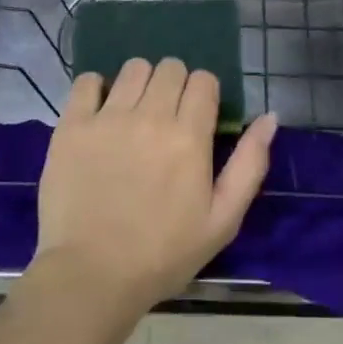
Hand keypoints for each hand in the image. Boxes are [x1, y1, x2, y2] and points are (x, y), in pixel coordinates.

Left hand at [33, 58, 277, 313]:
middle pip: (170, 67)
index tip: (197, 117)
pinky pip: (88, 80)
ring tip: (134, 113)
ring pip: (133, 67)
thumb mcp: (222, 220)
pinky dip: (97, 89)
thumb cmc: (163, 254)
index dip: (204, 94)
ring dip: (140, 83)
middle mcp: (151, 116)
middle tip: (166, 117)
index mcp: (189, 136)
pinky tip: (100, 113)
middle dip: (175, 85)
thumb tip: (270, 117)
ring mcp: (108, 117)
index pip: (204, 80)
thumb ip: (249, 164)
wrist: (92, 276)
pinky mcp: (73, 125)